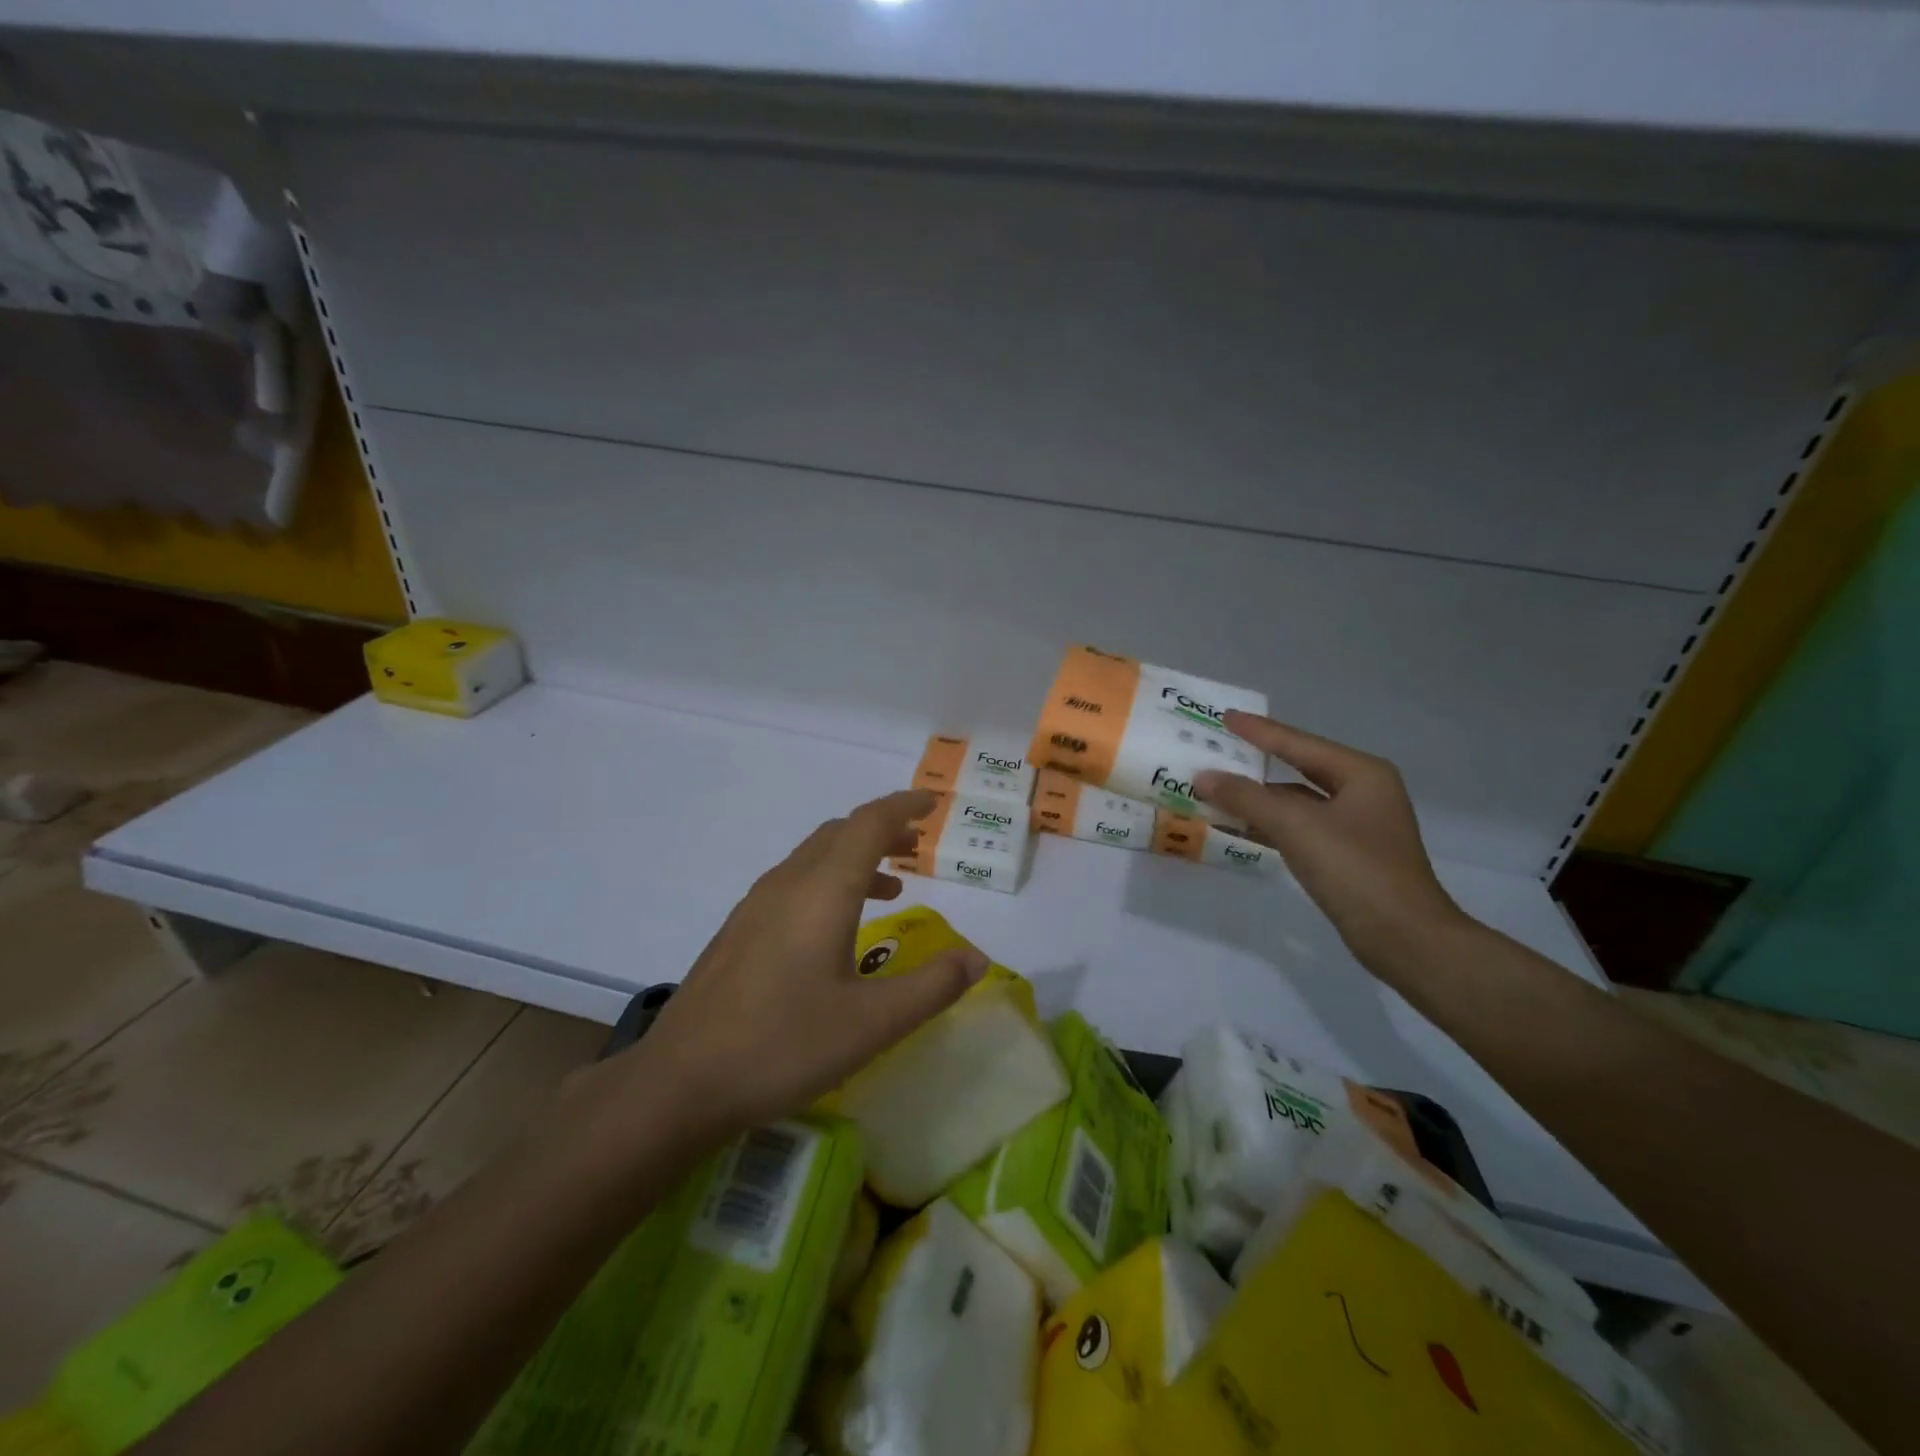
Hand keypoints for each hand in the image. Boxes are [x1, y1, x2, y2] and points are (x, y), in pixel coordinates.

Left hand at [608, 790, 987, 1138]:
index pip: (869, 823)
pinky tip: (836, 929)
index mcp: (822, 890)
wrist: (680, 1082)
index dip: (904, 806)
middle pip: (840, 832)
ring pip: (813, 856)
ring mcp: (756, 906)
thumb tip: (976, 959)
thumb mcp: (873, 1024)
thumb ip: (931, 987)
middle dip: (882, 829)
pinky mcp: (739, 930)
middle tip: (917, 845)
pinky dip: (828, 880)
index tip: (933, 803)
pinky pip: (793, 881)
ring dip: (855, 856)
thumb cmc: (784, 1045)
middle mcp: (787, 884)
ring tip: (890, 885)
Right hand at [1194, 713, 1466, 971]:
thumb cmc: (1355, 869)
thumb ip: (1246, 798)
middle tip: (1218, 749)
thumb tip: (1203, 777)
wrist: (1404, 938)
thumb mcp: (1296, 826)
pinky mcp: (1348, 855)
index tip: (1225, 717)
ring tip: (1217, 788)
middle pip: (1299, 767)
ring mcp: (1357, 825)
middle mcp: (1363, 792)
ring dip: (1259, 798)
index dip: (1259, 731)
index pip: (1299, 743)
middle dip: (1257, 762)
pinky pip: (1300, 827)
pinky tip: (1240, 825)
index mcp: (1362, 773)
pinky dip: (1270, 824)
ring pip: (1298, 801)